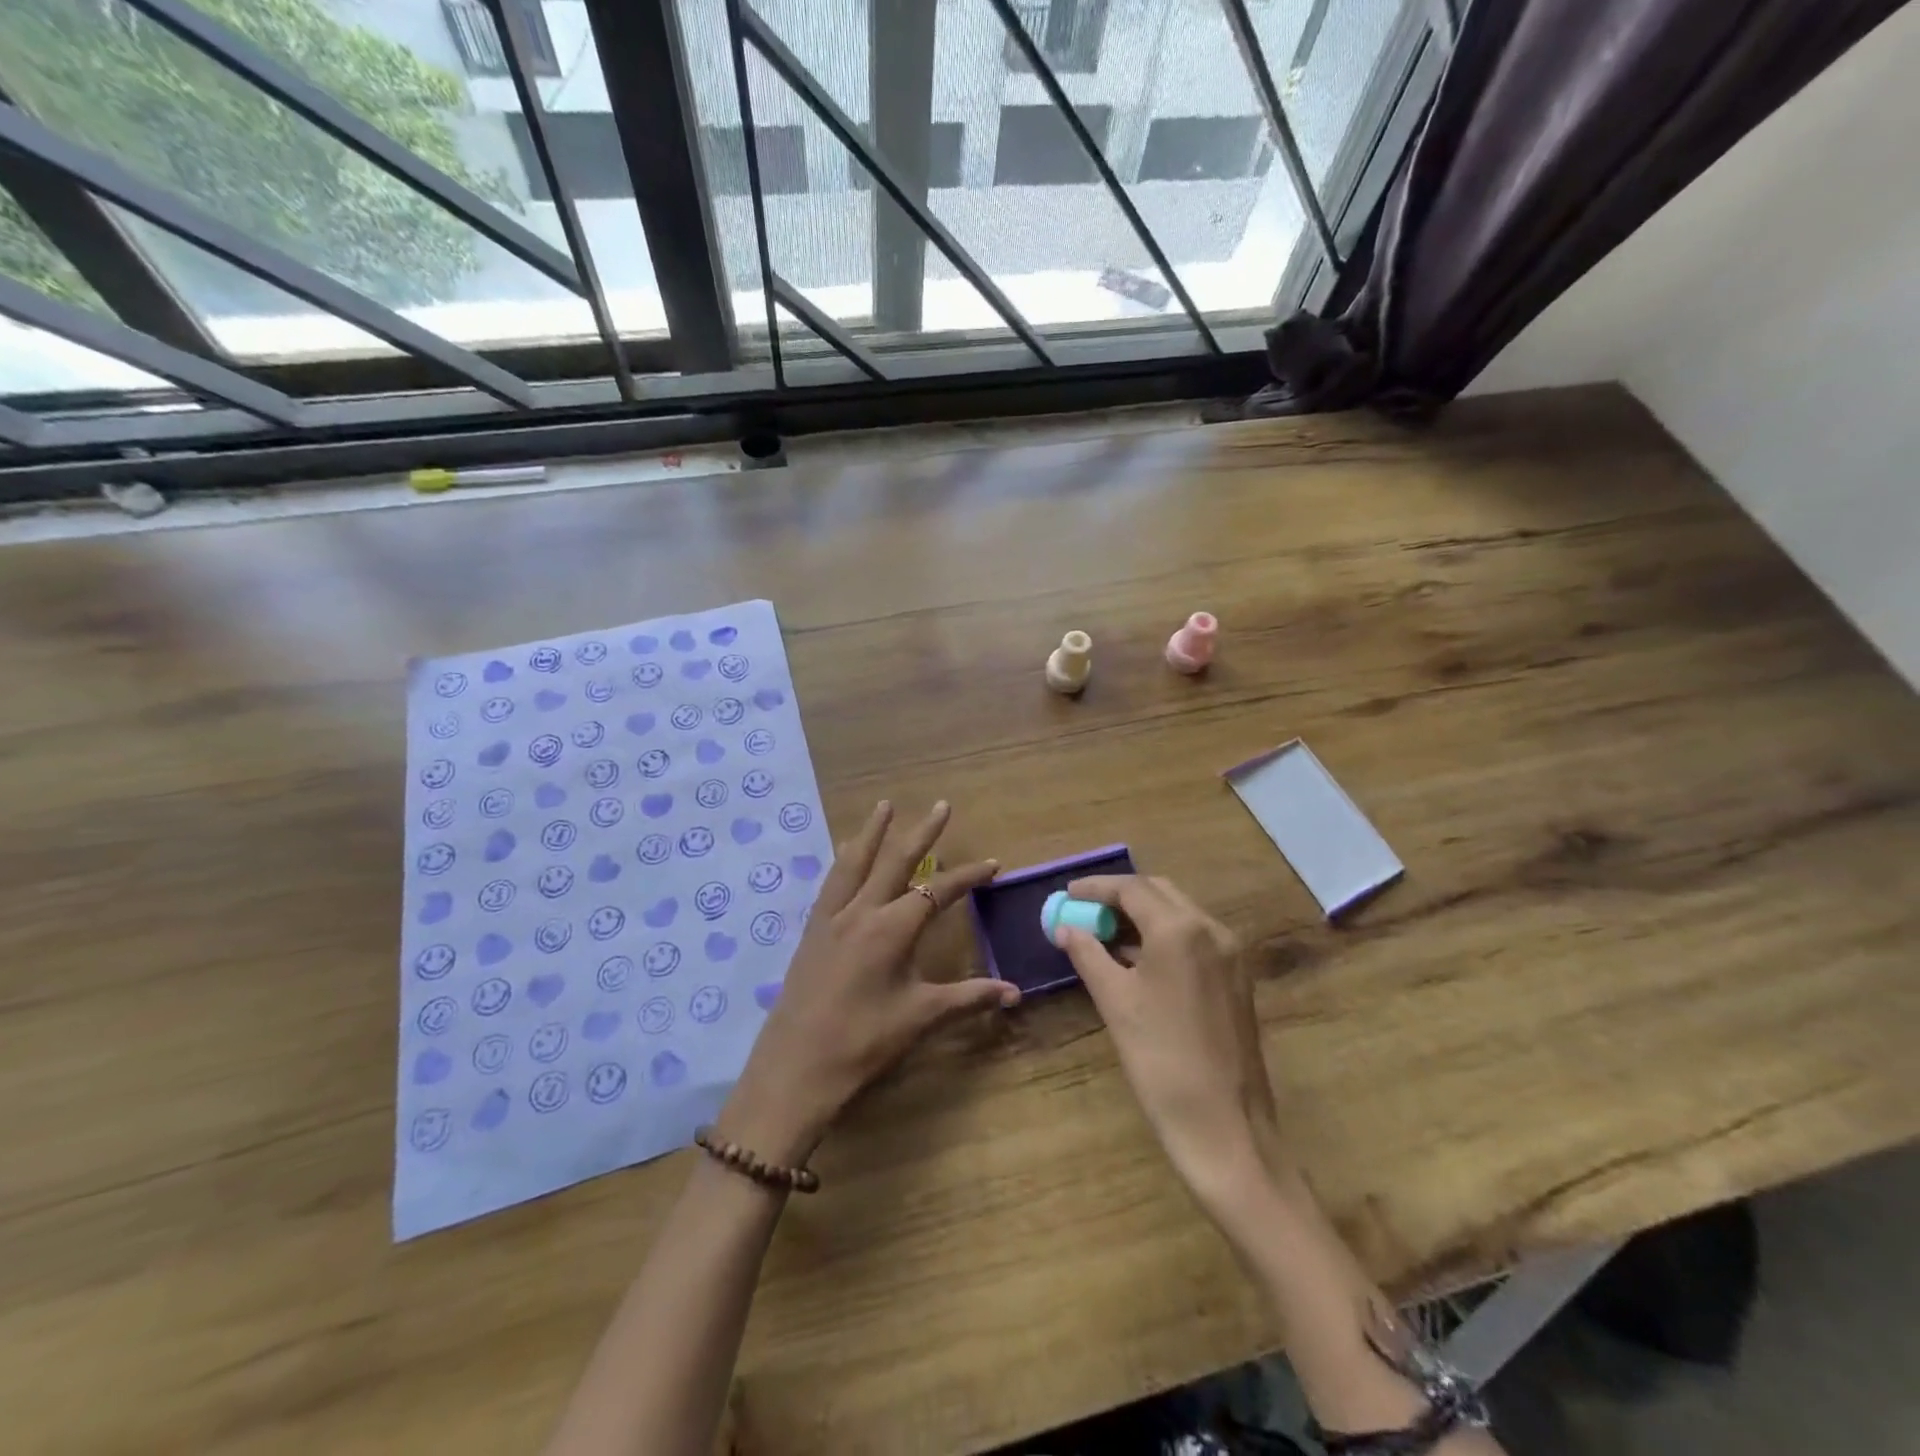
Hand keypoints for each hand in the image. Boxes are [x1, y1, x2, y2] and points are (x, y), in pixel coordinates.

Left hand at [717, 801, 1018, 1165]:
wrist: (795, 1068)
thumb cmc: (863, 1043)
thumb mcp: (920, 1018)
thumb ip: (968, 998)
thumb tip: (1014, 993)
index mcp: (892, 929)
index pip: (939, 891)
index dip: (968, 876)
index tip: (993, 864)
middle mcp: (862, 911)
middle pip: (896, 861)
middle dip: (922, 832)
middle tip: (941, 805)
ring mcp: (832, 918)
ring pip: (856, 862)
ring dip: (874, 832)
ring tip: (885, 806)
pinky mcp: (812, 930)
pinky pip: (832, 882)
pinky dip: (844, 859)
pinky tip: (845, 851)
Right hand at [1055, 876, 1281, 1206]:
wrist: (1225, 1127)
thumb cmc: (1160, 1059)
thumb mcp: (1115, 1001)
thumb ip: (1087, 954)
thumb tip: (1065, 928)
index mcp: (1181, 929)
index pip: (1132, 888)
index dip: (1096, 888)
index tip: (1067, 893)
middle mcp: (1212, 930)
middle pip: (1159, 893)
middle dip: (1120, 896)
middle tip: (1085, 911)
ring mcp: (1231, 955)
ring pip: (1180, 915)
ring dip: (1142, 916)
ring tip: (1104, 933)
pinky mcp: (1237, 979)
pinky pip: (1195, 940)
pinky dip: (1163, 938)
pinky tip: (1137, 959)